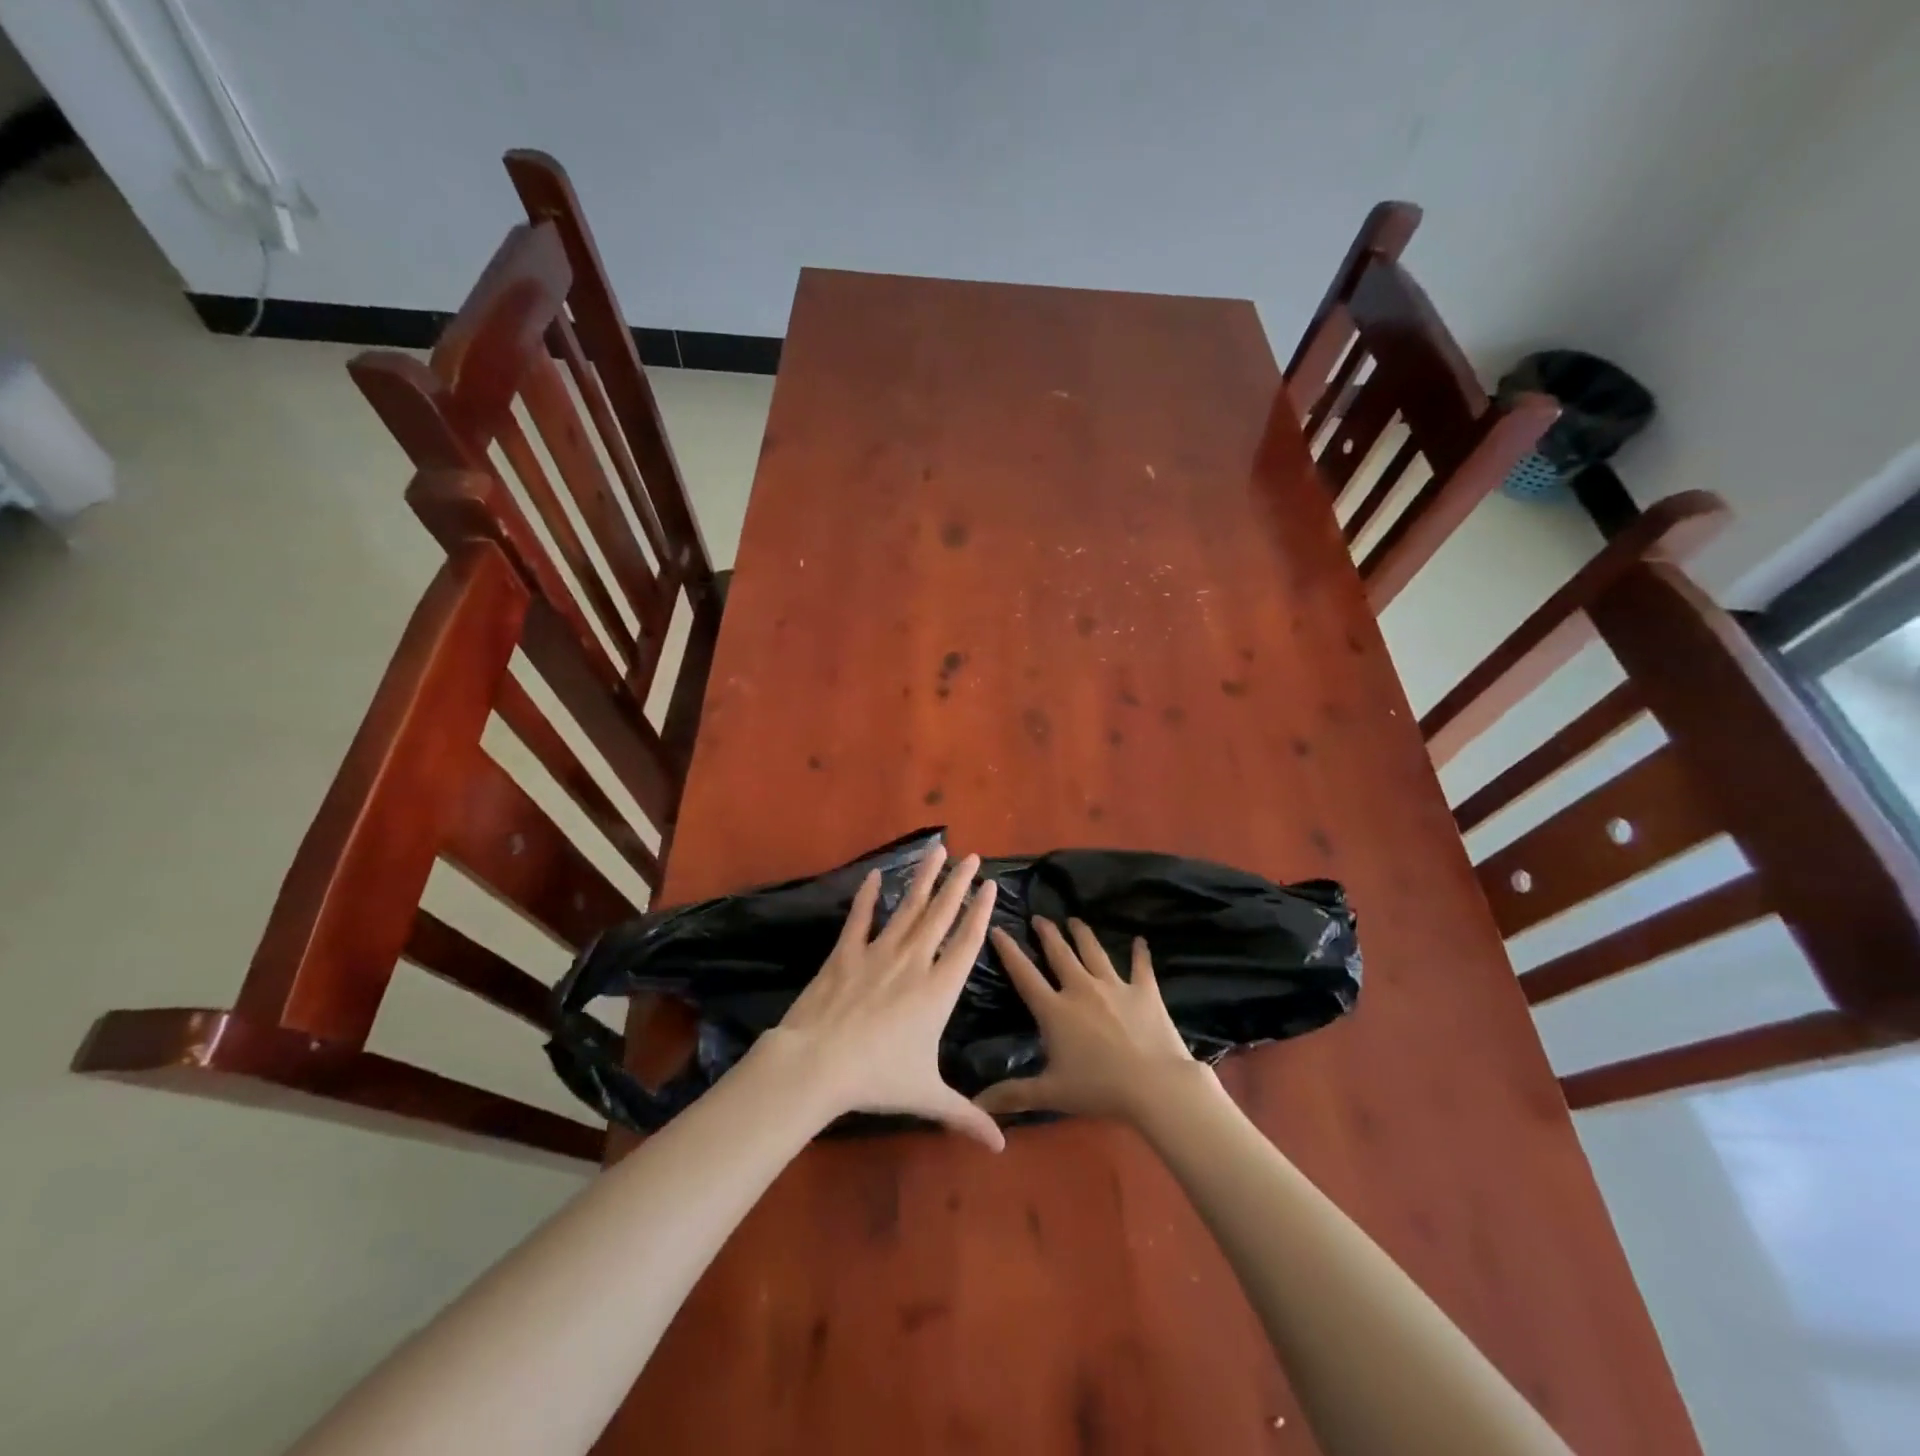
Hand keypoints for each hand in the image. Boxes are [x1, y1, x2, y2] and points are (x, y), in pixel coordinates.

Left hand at [756, 846, 1004, 1150]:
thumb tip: (1001, 1148)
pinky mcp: (846, 954)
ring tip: (936, 850)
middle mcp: (914, 962)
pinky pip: (861, 919)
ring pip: (908, 908)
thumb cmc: (878, 1079)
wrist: (819, 1063)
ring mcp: (878, 953)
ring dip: (923, 878)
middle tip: (971, 855)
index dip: (980, 912)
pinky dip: (868, 897)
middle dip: (958, 883)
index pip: (967, 942)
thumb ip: (966, 1116)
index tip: (989, 885)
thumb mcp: (928, 1097)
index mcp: (938, 990)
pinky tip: (876, 875)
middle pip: (941, 914)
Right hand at [975, 918, 1200, 1123]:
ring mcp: (1115, 986)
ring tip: (1075, 920)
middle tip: (1039, 918)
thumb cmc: (1099, 1089)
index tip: (998, 929)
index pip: (1024, 975)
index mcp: (1055, 1010)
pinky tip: (1140, 941)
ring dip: (1083, 934)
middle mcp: (1082, 988)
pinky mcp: (1145, 991)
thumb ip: (1013, 1094)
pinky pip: (1141, 966)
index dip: (1009, 951)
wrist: (1155, 1086)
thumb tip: (977, 1103)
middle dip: (1047, 933)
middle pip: (1060, 953)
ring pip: (1094, 952)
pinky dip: (1140, 953)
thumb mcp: (1051, 1094)